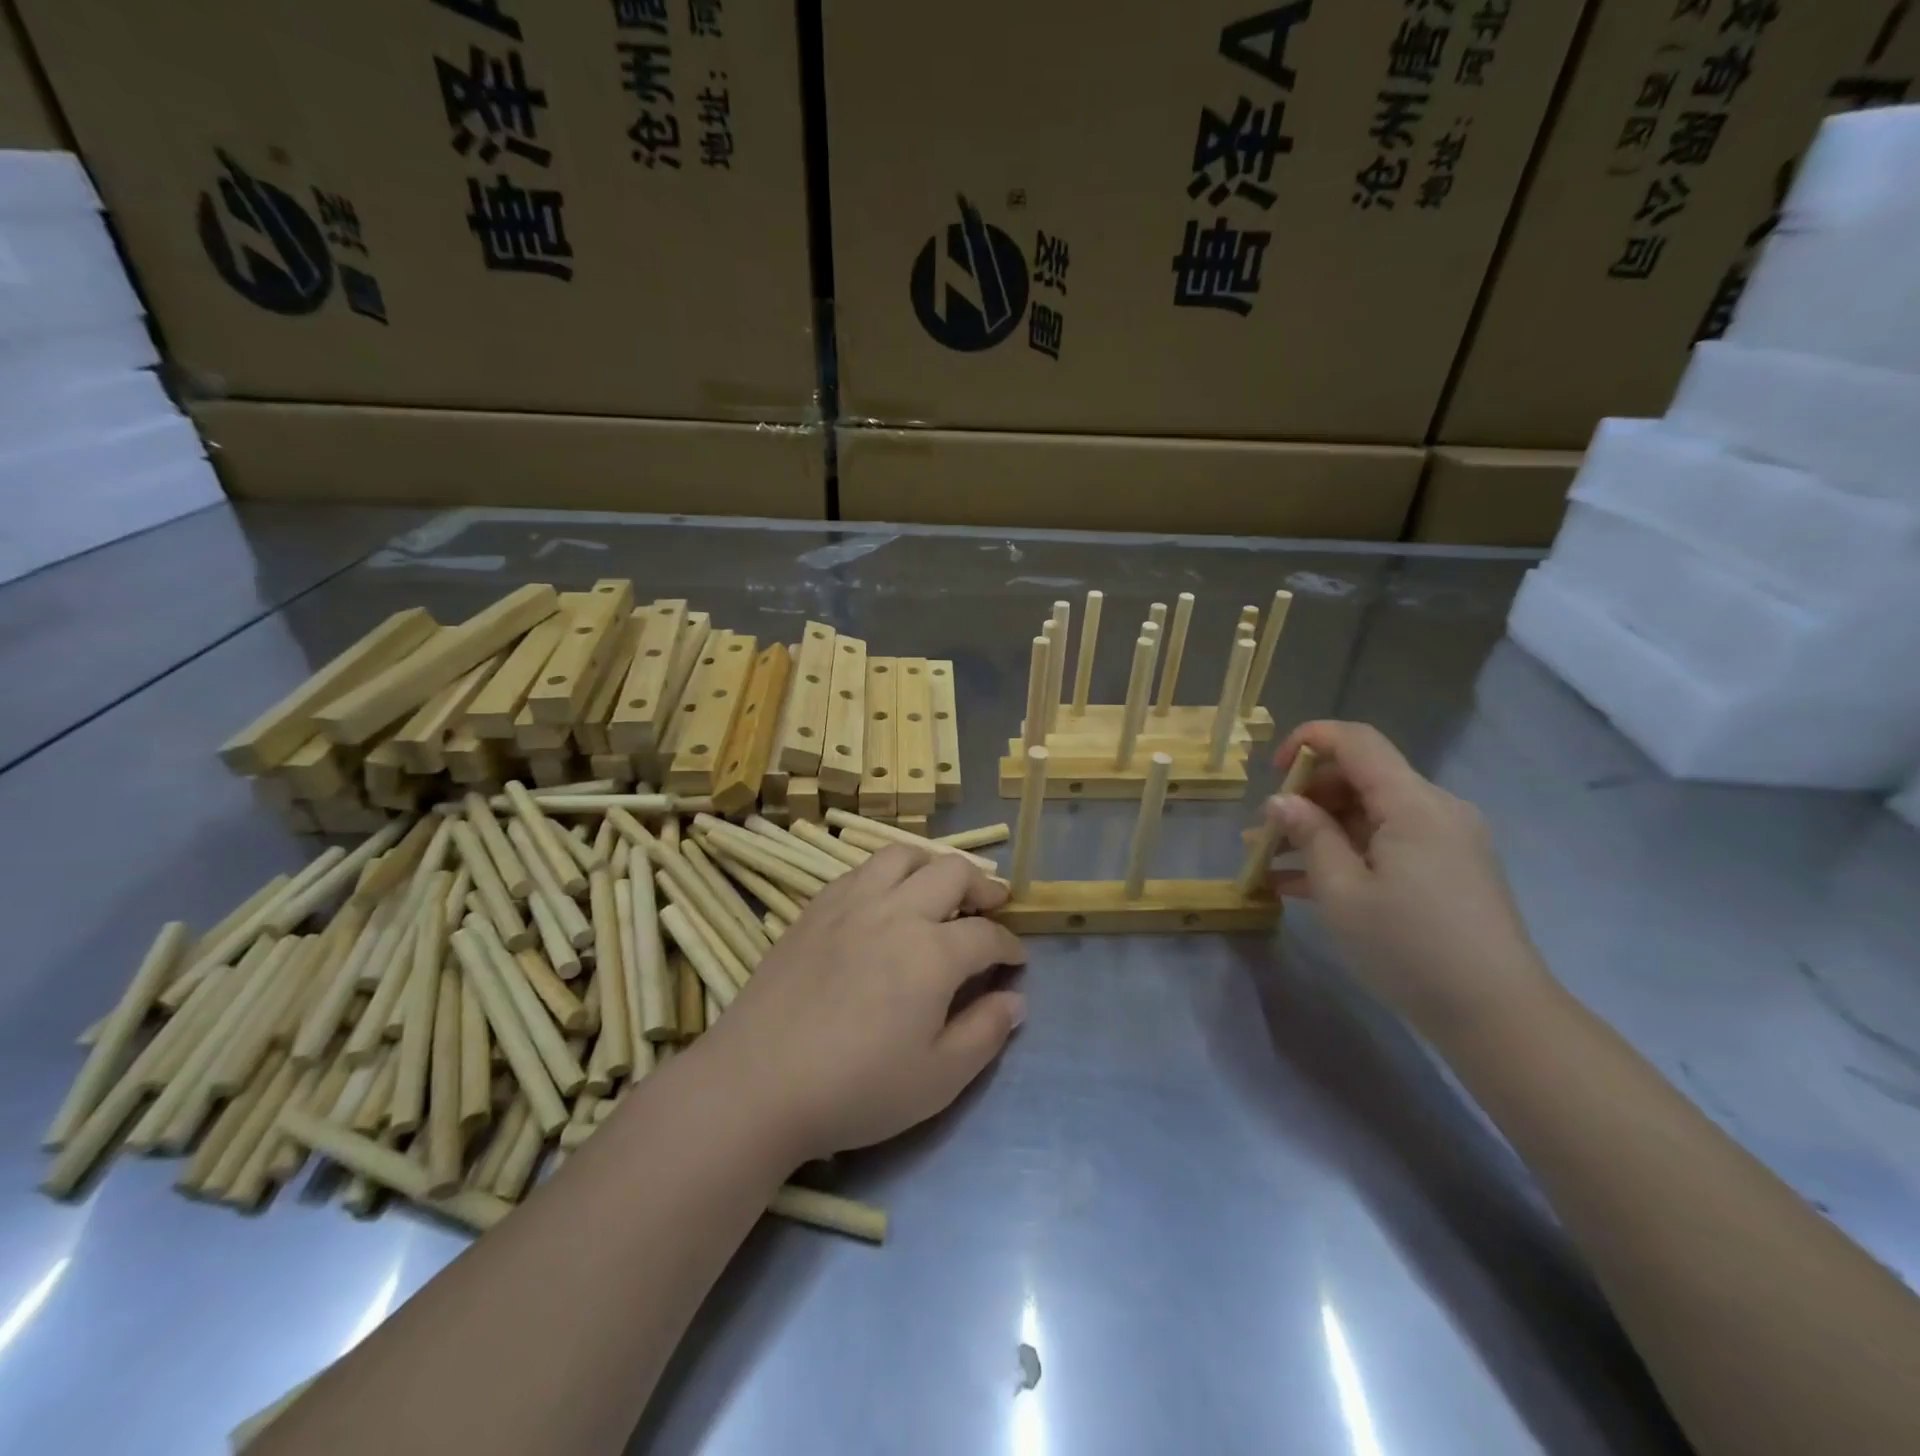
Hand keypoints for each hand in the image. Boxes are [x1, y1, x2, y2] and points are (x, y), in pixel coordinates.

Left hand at [697, 845, 1027, 1163]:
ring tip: (940, 888)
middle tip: (992, 904)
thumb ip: (984, 1033)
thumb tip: (1015, 1000)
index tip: (1015, 960)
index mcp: (933, 952)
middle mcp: (897, 912)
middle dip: (983, 885)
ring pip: (902, 855)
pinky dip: (888, 873)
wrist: (758, 1082)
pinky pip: (861, 869)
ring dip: (932, 864)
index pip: (987, 934)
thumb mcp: (937, 1079)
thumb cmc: (855, 1088)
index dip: (1009, 946)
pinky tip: (885, 900)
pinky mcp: (816, 908)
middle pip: (952, 872)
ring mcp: (852, 903)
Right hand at [1267, 721, 1547, 1035]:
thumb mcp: (1342, 892)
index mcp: (1413, 803)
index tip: (1271, 772)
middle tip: (1265, 832)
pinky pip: (1387, 844)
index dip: (1309, 741)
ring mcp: (1444, 840)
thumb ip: (1309, 836)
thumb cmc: (1409, 947)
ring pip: (1369, 814)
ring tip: (1268, 859)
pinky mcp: (1447, 869)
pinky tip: (1300, 885)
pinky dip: (1346, 853)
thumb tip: (1281, 801)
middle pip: (1361, 776)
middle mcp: (1435, 809)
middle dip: (1307, 796)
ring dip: (1319, 830)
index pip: (1357, 741)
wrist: (1497, 1016)